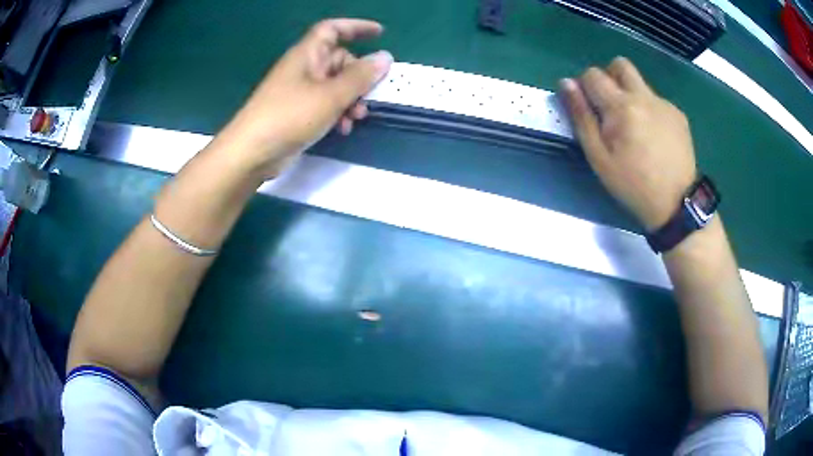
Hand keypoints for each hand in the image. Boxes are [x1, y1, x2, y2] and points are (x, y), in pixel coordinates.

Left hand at [215, 19, 392, 177]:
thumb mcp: (331, 95)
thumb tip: (385, 57)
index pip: (333, 29)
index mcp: (307, 55)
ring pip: (335, 85)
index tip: (380, 33)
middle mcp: (304, 68)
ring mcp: (300, 90)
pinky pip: (325, 103)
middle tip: (369, 96)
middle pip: (339, 60)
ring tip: (356, 118)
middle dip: (359, 77)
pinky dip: (337, 112)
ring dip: (351, 99)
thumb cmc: (289, 116)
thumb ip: (360, 76)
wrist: (252, 152)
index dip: (356, 27)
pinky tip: (342, 129)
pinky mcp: (298, 111)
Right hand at [559, 57, 696, 231]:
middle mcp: (644, 96)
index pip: (593, 74)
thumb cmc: (633, 185)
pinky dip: (649, 110)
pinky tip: (654, 137)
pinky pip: (657, 100)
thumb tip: (566, 83)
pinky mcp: (678, 114)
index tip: (590, 109)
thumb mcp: (599, 157)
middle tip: (610, 106)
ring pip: (640, 82)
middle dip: (609, 77)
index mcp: (621, 106)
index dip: (585, 87)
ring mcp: (664, 104)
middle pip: (620, 65)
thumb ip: (581, 117)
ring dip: (630, 93)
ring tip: (634, 125)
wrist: (676, 204)